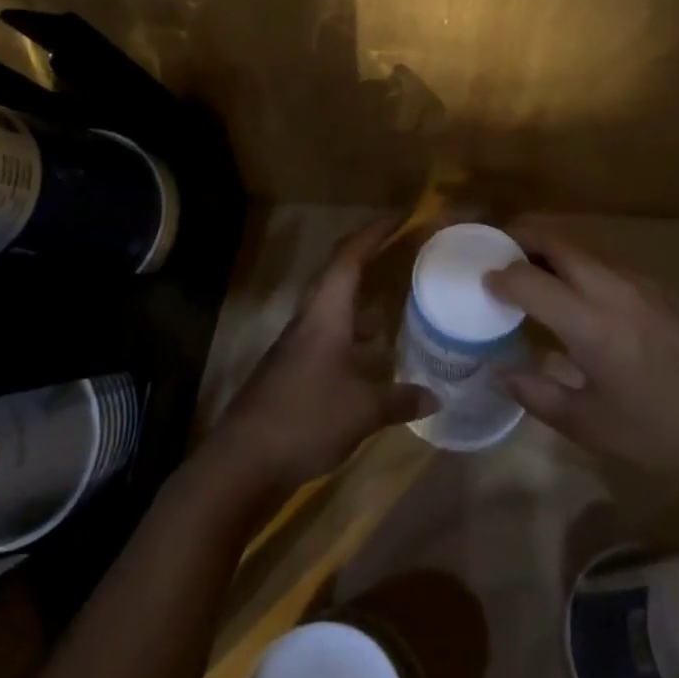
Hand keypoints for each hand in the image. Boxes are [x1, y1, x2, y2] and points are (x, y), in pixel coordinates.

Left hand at [203, 217, 434, 497]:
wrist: (242, 461)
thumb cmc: (305, 419)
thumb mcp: (363, 412)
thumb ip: (400, 400)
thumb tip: (436, 398)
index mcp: (326, 313)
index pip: (349, 256)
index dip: (375, 232)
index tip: (401, 216)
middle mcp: (310, 318)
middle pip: (340, 272)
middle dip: (370, 256)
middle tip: (402, 248)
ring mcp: (298, 343)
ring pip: (334, 305)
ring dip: (362, 298)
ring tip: (397, 301)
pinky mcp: (294, 367)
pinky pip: (330, 332)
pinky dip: (354, 332)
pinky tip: (373, 354)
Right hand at [485, 220, 678, 496]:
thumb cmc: (664, 431)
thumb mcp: (594, 427)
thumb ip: (540, 397)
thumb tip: (505, 373)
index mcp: (588, 321)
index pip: (527, 277)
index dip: (498, 276)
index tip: (483, 284)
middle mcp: (609, 286)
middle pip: (553, 240)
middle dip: (519, 237)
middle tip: (497, 253)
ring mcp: (638, 280)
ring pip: (581, 247)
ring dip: (550, 249)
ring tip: (532, 272)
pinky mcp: (658, 286)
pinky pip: (605, 262)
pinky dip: (578, 265)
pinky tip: (580, 297)